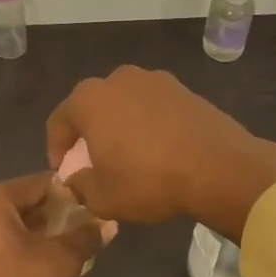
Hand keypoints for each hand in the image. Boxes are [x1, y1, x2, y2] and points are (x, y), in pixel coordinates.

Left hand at [0, 173, 111, 276]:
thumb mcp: (60, 261)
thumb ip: (86, 237)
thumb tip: (109, 225)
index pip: (39, 184)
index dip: (67, 197)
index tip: (86, 214)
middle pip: (19, 203)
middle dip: (47, 217)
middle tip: (72, 236)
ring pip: (2, 224)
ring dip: (27, 233)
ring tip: (51, 253)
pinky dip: (6, 247)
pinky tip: (24, 265)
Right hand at [45, 66, 275, 239]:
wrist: (218, 167)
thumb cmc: (149, 180)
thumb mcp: (102, 197)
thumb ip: (80, 186)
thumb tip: (77, 179)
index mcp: (89, 99)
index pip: (58, 122)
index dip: (56, 149)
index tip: (65, 173)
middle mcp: (118, 79)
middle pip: (92, 107)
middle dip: (89, 135)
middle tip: (95, 164)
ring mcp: (155, 80)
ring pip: (125, 105)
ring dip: (121, 127)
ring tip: (130, 158)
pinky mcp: (184, 89)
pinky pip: (154, 108)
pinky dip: (149, 125)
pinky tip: (159, 151)